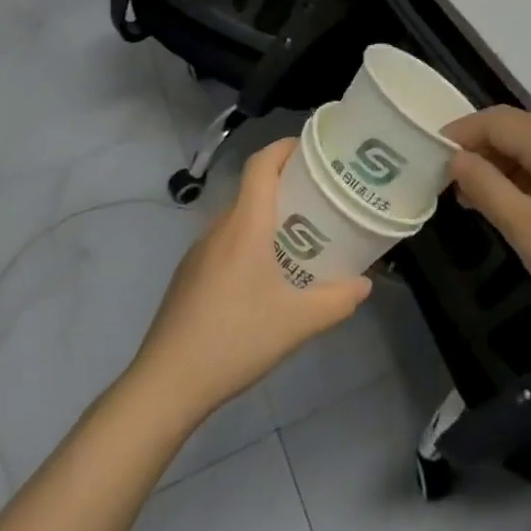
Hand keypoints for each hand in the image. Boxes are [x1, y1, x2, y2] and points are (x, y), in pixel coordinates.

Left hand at [128, 138, 371, 427]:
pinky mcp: (189, 275)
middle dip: (286, 183)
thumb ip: (336, 301)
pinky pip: (225, 240)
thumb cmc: (235, 340)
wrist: (166, 383)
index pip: (261, 164)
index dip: (285, 147)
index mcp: (245, 225)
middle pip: (252, 187)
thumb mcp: (297, 323)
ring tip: (299, 235)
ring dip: (267, 214)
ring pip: (238, 216)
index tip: (314, 149)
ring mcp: (199, 251)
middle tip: (320, 196)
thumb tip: (364, 284)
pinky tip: (265, 275)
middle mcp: (220, 227)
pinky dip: (249, 239)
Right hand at [445, 107, 530, 348]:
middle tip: (444, 182)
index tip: (428, 156)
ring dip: (496, 166)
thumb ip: (488, 189)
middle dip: (476, 149)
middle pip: (513, 130)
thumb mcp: (529, 232)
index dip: (461, 132)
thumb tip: (456, 158)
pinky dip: (519, 180)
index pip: (497, 120)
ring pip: (528, 150)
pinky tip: (504, 207)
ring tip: (468, 200)